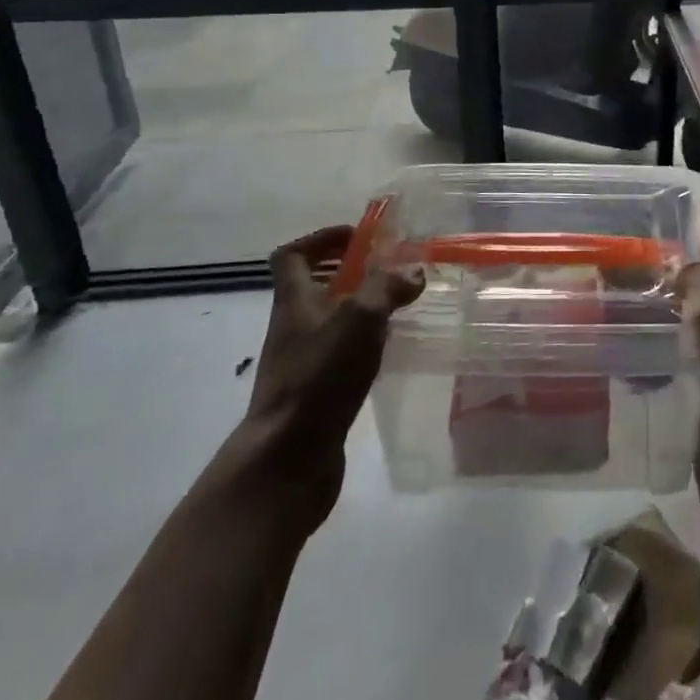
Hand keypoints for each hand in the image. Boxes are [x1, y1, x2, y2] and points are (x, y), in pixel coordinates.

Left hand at [234, 226, 423, 532]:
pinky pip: (339, 354)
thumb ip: (387, 288)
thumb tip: (413, 270)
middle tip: (389, 270)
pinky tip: (389, 350)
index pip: (292, 255)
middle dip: (349, 272)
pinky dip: (362, 344)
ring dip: (359, 308)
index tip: (359, 237)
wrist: (286, 462)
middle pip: (313, 286)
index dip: (321, 239)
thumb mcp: (359, 320)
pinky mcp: (315, 393)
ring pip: (329, 321)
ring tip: (398, 306)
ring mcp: (302, 362)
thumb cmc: (318, 379)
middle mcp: (293, 327)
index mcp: (294, 302)